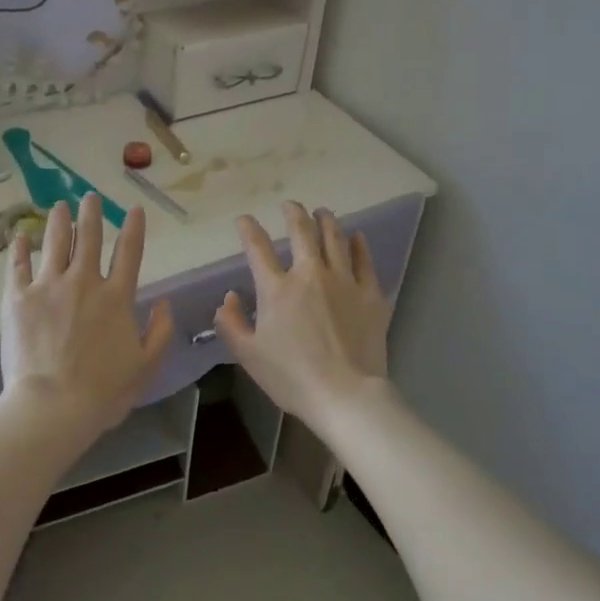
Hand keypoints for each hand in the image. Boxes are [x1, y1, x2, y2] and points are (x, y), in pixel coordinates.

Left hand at [0, 194, 175, 442]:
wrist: (52, 407)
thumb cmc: (103, 392)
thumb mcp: (146, 367)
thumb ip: (160, 332)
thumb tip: (164, 303)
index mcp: (117, 297)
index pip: (130, 252)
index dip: (134, 228)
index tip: (134, 209)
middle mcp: (84, 282)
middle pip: (89, 238)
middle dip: (92, 214)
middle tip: (90, 196)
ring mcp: (49, 286)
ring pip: (55, 242)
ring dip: (59, 221)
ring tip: (59, 206)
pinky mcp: (19, 298)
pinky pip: (18, 265)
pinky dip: (20, 248)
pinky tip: (20, 236)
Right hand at [215, 202, 391, 430]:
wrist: (346, 395)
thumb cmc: (292, 378)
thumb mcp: (249, 356)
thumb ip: (232, 324)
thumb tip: (229, 298)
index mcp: (277, 288)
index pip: (258, 248)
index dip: (248, 229)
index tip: (244, 220)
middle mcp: (310, 274)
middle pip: (302, 232)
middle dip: (294, 213)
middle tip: (290, 205)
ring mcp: (344, 281)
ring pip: (335, 239)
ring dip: (326, 221)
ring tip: (322, 212)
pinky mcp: (370, 294)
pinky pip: (364, 261)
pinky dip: (359, 245)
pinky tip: (356, 237)